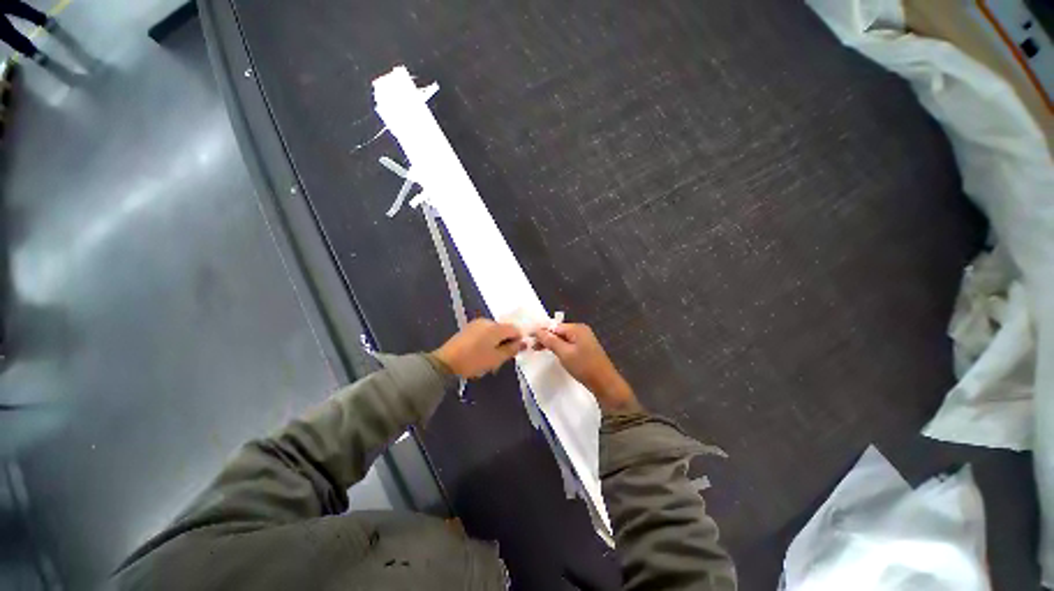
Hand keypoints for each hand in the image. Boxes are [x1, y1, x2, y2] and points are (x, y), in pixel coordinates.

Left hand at [434, 319, 524, 378]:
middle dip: (506, 341)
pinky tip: (480, 351)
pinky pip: (485, 331)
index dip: (518, 340)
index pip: (515, 329)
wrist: (446, 362)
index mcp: (496, 327)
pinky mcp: (469, 328)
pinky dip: (487, 340)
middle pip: (505, 329)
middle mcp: (488, 321)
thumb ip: (512, 349)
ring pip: (495, 331)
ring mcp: (477, 323)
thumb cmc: (474, 361)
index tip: (513, 353)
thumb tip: (524, 342)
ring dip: (497, 341)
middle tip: (500, 358)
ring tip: (489, 356)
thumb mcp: (496, 358)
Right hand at [533, 323, 640, 413]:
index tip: (529, 339)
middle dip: (546, 338)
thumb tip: (537, 330)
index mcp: (577, 328)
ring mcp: (584, 339)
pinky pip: (568, 344)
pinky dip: (559, 348)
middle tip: (532, 347)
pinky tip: (553, 352)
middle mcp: (581, 330)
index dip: (541, 332)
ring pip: (563, 338)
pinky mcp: (585, 348)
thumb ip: (550, 341)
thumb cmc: (584, 366)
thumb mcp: (564, 353)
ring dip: (551, 343)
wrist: (605, 383)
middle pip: (558, 331)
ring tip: (538, 350)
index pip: (554, 326)